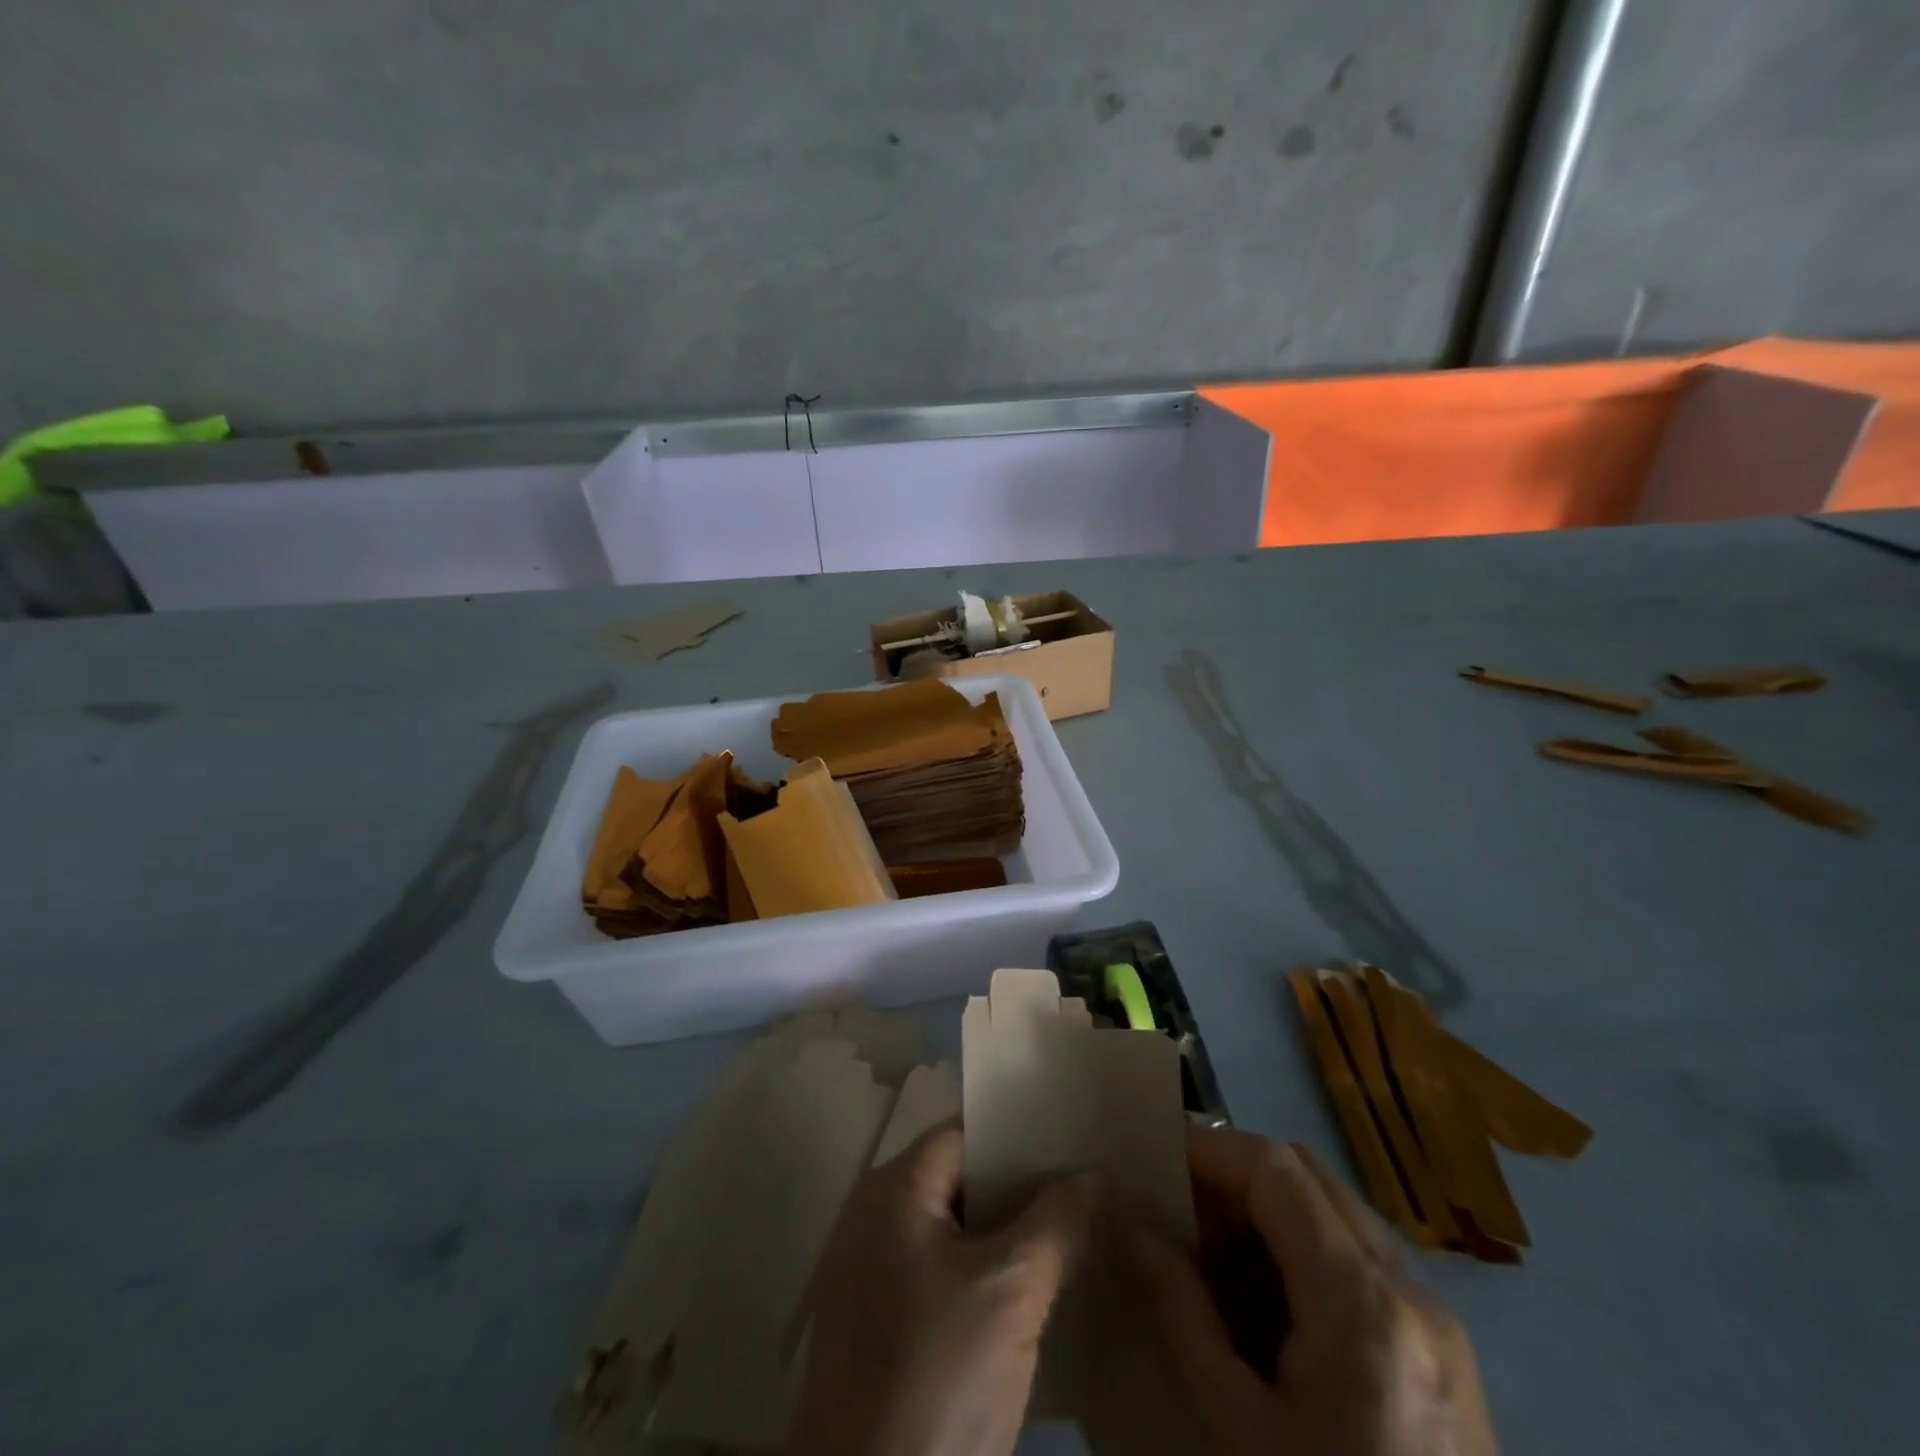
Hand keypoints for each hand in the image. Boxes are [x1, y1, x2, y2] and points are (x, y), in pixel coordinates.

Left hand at [783, 1120, 1095, 1455]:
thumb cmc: (935, 1376)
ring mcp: (875, 1273)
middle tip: (1085, 1190)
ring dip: (1008, 1235)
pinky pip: (942, 1276)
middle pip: (961, 1180)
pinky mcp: (883, 1326)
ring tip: (1073, 1235)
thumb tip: (1091, 1173)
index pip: (966, 1134)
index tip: (1074, 1140)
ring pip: (955, 1232)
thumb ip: (1055, 1222)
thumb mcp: (1010, 1293)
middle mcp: (876, 1216)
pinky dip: (985, 1276)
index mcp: (893, 1189)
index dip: (1020, 1135)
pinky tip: (1034, 1293)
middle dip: (1021, 1187)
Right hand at [1135, 1129, 1495, 1455]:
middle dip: (1237, 1174)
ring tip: (1215, 1253)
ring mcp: (1440, 1322)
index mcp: (1364, 1304)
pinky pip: (1363, 1258)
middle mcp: (1413, 1291)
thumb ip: (1184, 1314)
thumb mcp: (1238, 1433)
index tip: (1156, 1162)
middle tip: (1180, 1208)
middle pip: (1310, 1174)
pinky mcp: (1446, 1354)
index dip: (1210, 1151)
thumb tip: (1138, 1231)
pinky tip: (1271, 1302)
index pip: (1275, 1169)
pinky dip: (1306, 1248)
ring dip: (1271, 1208)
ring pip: (1338, 1210)